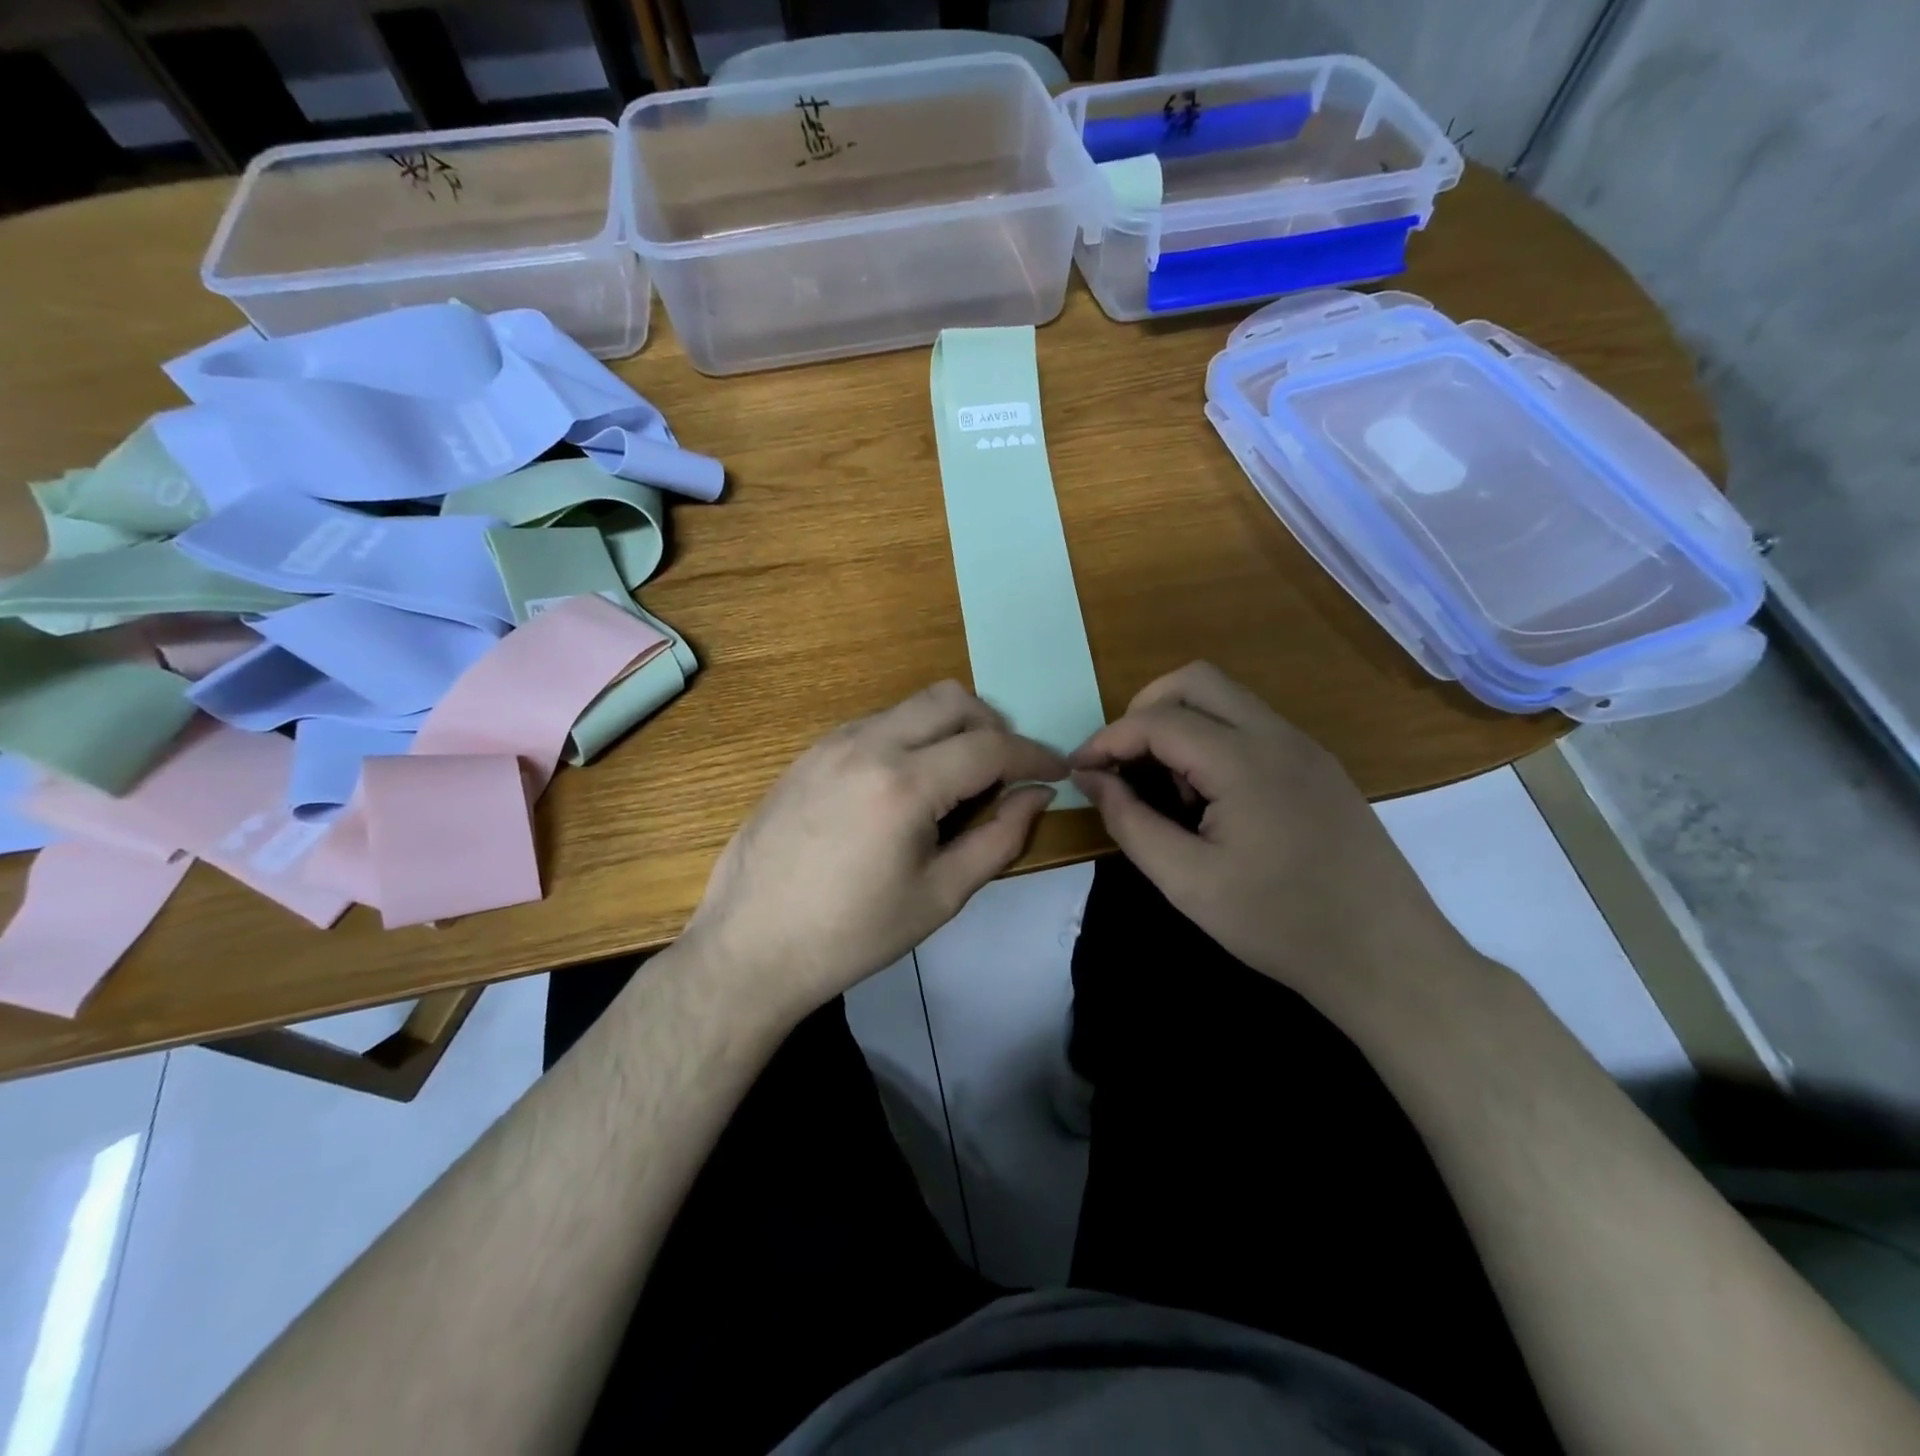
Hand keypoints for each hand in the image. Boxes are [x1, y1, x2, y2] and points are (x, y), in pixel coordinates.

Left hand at [683, 681, 1065, 1019]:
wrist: (750, 945)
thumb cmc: (852, 934)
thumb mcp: (940, 895)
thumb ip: (999, 838)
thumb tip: (1036, 795)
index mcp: (904, 783)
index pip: (990, 746)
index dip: (1034, 755)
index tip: (1056, 770)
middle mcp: (867, 744)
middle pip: (951, 699)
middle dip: (992, 726)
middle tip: (1005, 772)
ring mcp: (831, 743)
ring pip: (911, 706)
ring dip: (948, 729)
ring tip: (956, 782)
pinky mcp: (808, 754)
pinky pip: (876, 724)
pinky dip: (909, 739)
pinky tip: (904, 788)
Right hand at [1069, 662, 1474, 1004]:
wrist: (1387, 958)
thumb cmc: (1279, 924)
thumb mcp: (1187, 882)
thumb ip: (1130, 822)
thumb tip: (1091, 779)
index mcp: (1244, 760)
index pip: (1158, 720)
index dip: (1108, 739)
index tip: (1079, 770)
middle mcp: (1278, 736)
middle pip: (1195, 681)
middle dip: (1144, 710)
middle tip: (1121, 761)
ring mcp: (1305, 747)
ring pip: (1227, 699)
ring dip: (1181, 724)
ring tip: (1164, 787)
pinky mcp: (1320, 767)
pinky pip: (1253, 726)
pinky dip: (1213, 740)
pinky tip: (1209, 798)